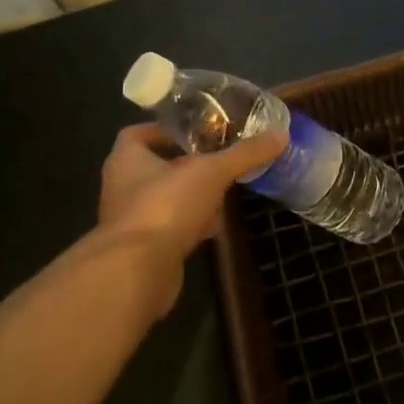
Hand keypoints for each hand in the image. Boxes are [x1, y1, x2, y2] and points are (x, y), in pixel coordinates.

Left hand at [93, 124, 285, 315]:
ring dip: (191, 196)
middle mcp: (122, 187)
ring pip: (165, 199)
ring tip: (222, 192)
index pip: (138, 133)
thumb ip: (245, 153)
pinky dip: (190, 225)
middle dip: (187, 164)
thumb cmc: (165, 207)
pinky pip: (170, 227)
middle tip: (218, 159)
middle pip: (156, 167)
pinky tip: (214, 228)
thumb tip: (281, 135)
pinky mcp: (143, 250)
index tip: (196, 131)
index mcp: (126, 159)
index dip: (166, 130)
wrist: (137, 273)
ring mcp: (131, 221)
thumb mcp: (212, 172)